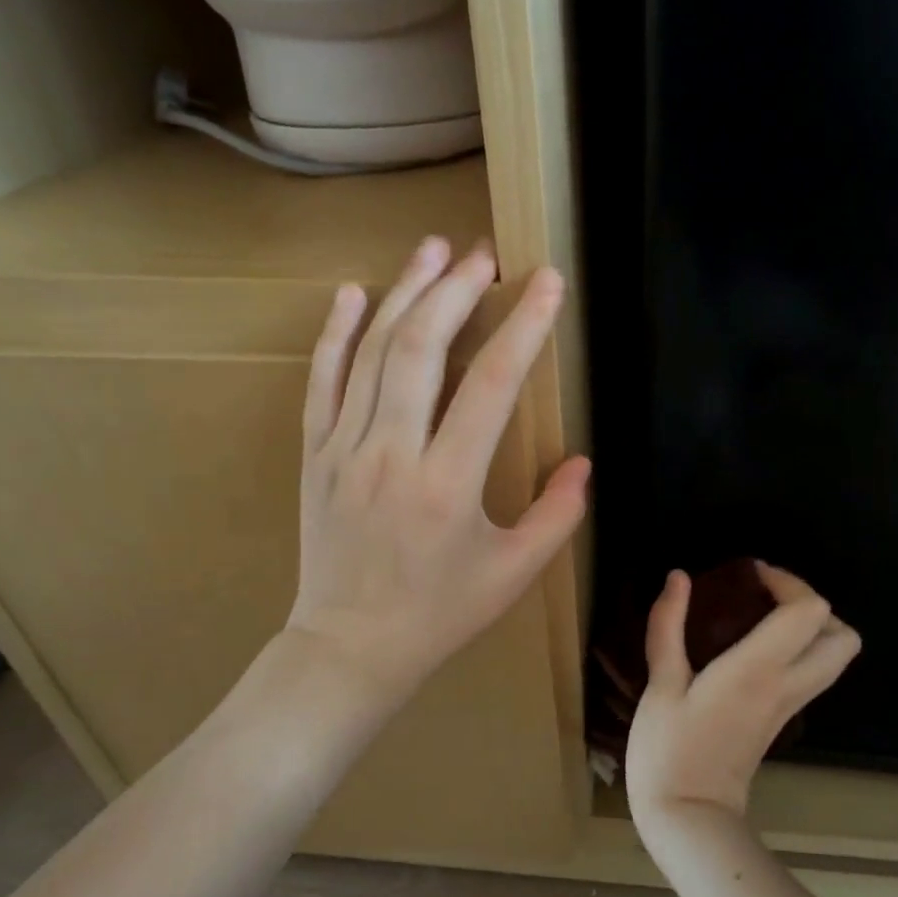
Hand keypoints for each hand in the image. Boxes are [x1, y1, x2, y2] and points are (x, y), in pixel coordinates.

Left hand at [281, 236, 589, 705]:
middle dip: (457, 291)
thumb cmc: (440, 614)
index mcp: (449, 486)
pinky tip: (354, 293)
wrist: (349, 648)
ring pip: (371, 355)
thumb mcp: (514, 575)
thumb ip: (556, 516)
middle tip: (484, 254)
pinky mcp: (314, 456)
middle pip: (421, 351)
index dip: (523, 327)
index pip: (490, 386)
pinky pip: (320, 382)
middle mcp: (392, 456)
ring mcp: (344, 451)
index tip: (545, 282)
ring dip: (405, 294)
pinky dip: (336, 334)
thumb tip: (583, 462)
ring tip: (432, 248)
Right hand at [626, 564, 860, 828]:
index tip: (750, 575)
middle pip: (843, 636)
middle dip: (812, 605)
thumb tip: (678, 576)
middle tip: (767, 597)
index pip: (808, 611)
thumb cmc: (669, 750)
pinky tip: (755, 648)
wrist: (688, 818)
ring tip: (763, 618)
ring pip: (836, 658)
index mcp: (759, 669)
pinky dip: (800, 650)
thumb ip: (668, 626)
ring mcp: (791, 706)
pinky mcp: (783, 719)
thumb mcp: (660, 684)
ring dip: (811, 628)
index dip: (787, 581)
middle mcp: (787, 684)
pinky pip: (813, 673)